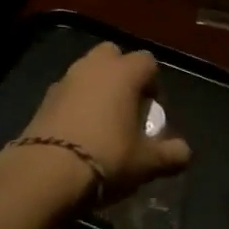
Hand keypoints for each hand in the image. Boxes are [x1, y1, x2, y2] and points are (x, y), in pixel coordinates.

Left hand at [15, 42, 191, 204]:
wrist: (45, 173)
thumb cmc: (106, 158)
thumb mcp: (145, 163)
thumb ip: (170, 154)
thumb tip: (185, 153)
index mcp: (123, 73)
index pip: (147, 61)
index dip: (153, 82)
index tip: (151, 108)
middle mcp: (93, 67)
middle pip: (112, 55)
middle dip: (121, 73)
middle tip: (127, 106)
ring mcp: (64, 80)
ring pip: (86, 71)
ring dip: (96, 87)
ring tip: (102, 122)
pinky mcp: (43, 99)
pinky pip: (67, 92)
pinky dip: (75, 103)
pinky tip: (78, 132)